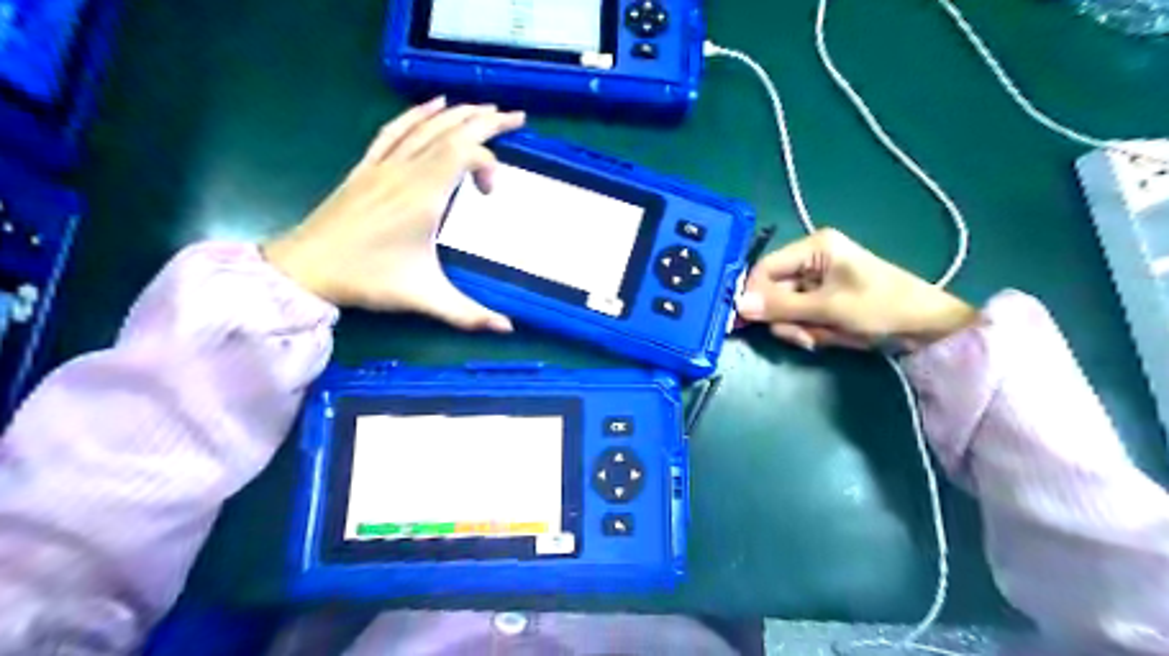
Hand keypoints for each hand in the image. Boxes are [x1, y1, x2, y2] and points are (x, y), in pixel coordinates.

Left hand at [263, 98, 525, 331]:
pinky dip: (417, 114)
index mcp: (423, 196)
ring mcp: (383, 164)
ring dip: (459, 113)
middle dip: (487, 120)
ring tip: (485, 107)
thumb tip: (508, 329)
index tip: (490, 195)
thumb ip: (469, 314)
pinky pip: (395, 129)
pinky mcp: (367, 166)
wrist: (306, 268)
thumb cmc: (368, 280)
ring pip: (426, 126)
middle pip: (452, 131)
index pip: (465, 155)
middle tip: (517, 115)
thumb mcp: (424, 299)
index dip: (488, 165)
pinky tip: (433, 105)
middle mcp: (406, 171)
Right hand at [739, 228, 977, 351]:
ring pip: (784, 308)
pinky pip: (800, 316)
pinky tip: (826, 337)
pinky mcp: (824, 300)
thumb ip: (780, 306)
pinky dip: (809, 330)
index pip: (765, 268)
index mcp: (814, 248)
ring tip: (820, 338)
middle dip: (784, 317)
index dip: (752, 295)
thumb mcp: (828, 307)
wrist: (928, 328)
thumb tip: (738, 306)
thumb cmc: (881, 307)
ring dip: (797, 327)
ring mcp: (817, 281)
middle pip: (773, 291)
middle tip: (803, 336)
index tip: (743, 322)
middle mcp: (811, 260)